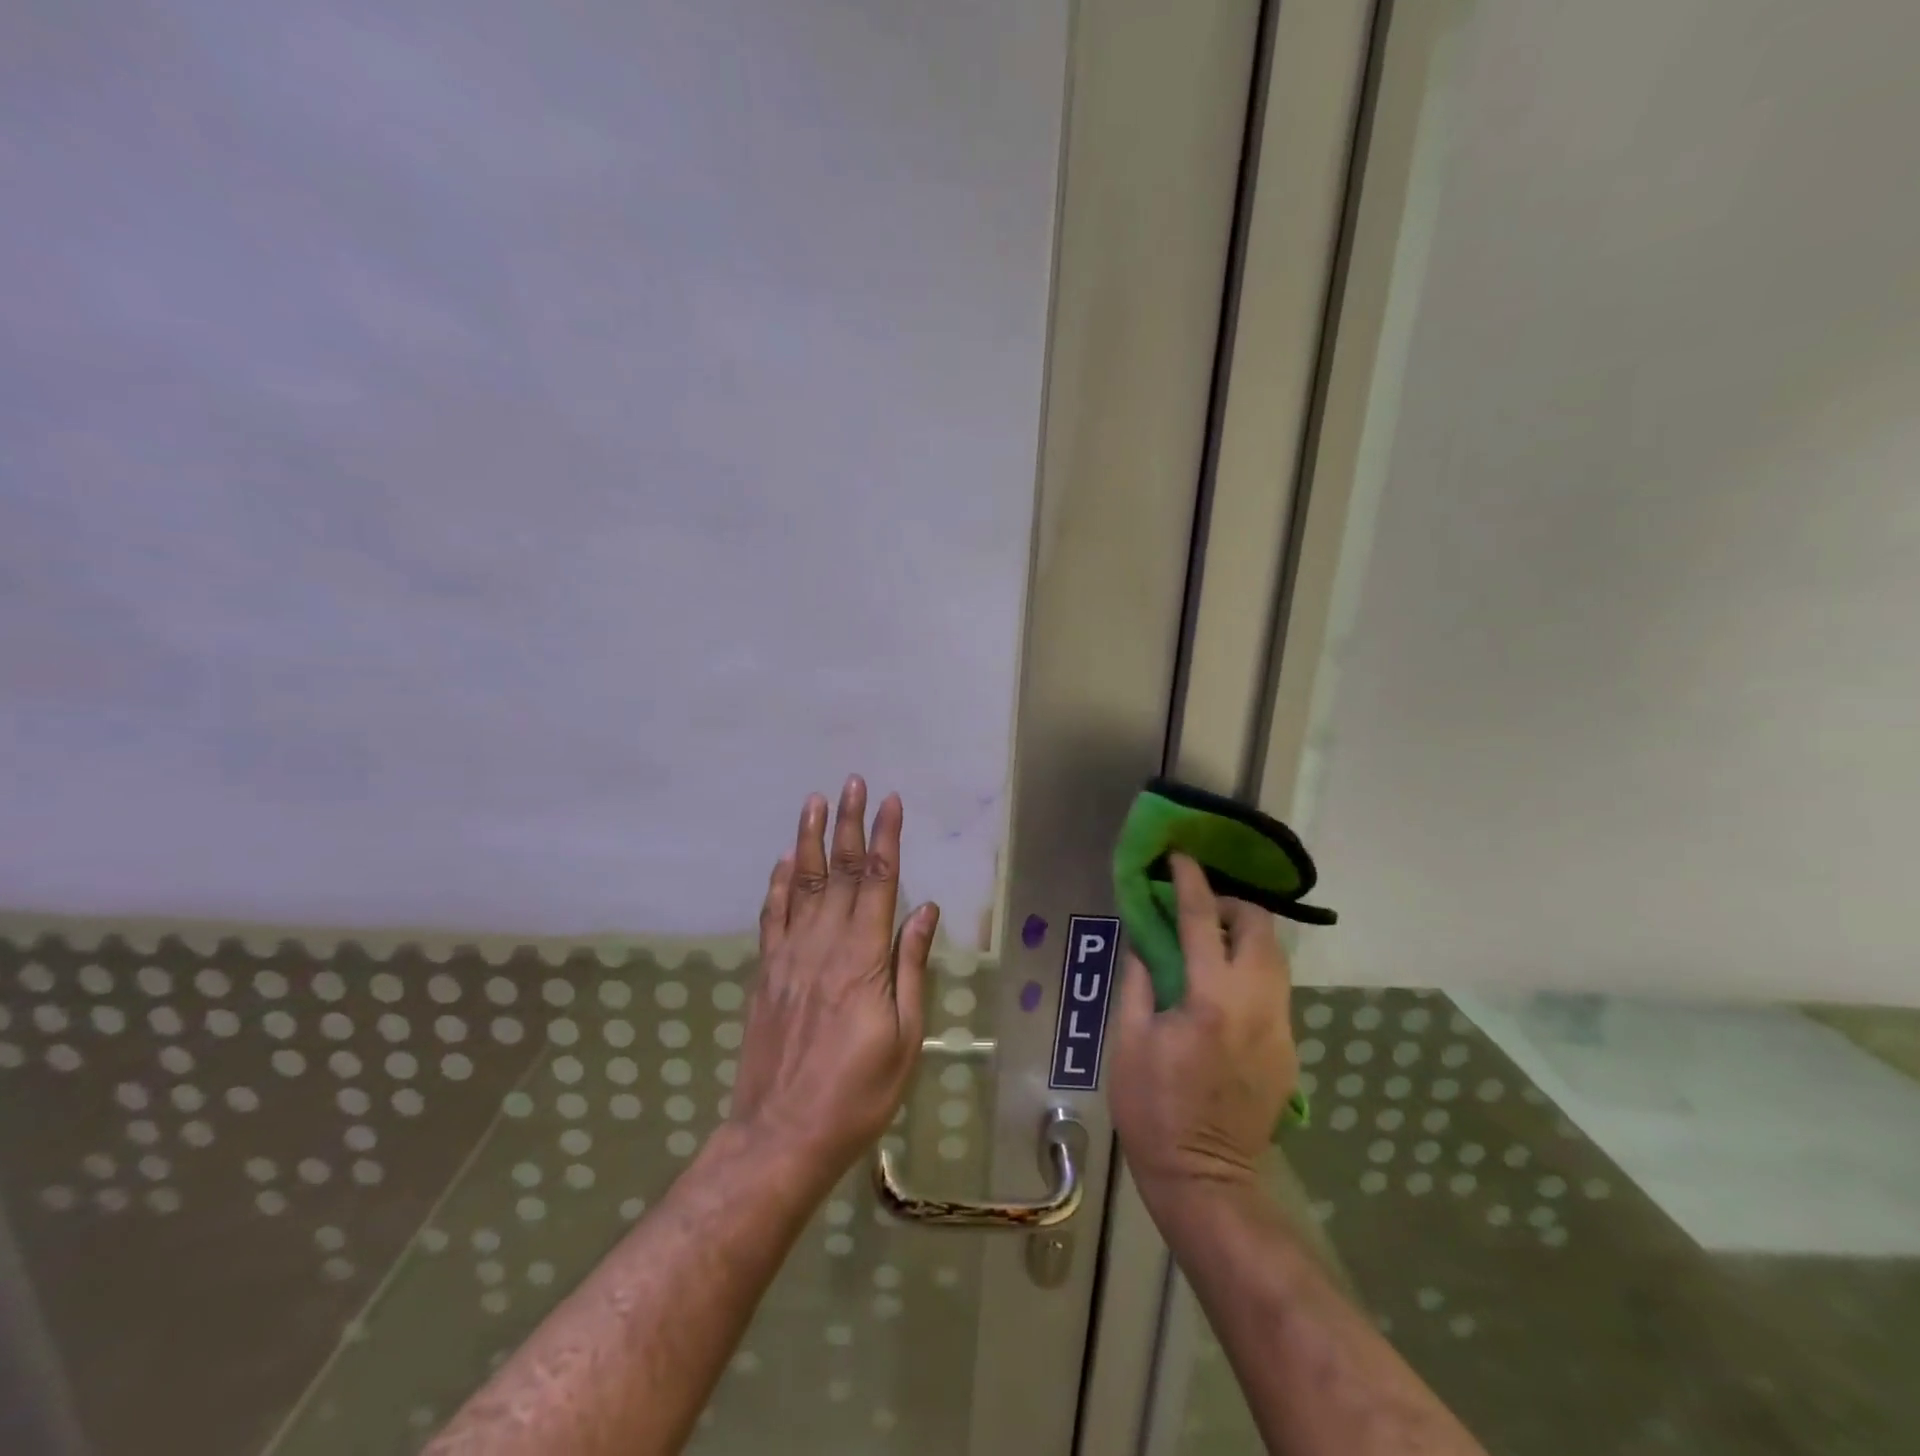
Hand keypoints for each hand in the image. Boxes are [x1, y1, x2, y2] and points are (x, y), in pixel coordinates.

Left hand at [728, 776, 939, 1182]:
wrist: (781, 1136)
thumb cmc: (857, 1093)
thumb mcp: (905, 1038)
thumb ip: (911, 967)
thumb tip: (925, 911)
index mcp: (863, 959)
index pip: (878, 882)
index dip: (885, 838)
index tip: (890, 801)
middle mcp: (824, 945)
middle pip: (838, 871)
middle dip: (848, 823)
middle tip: (852, 782)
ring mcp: (789, 956)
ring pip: (800, 883)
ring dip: (808, 839)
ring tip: (814, 801)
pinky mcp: (766, 973)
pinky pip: (772, 917)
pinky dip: (777, 884)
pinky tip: (782, 861)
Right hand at [1108, 853, 1297, 1205]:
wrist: (1206, 1180)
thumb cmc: (1153, 1108)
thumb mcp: (1127, 1040)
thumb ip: (1139, 980)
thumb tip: (1146, 941)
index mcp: (1210, 999)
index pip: (1203, 919)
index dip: (1190, 881)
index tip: (1180, 856)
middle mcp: (1257, 1005)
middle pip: (1261, 928)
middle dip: (1232, 905)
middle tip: (1198, 909)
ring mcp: (1281, 1028)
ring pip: (1276, 958)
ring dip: (1245, 936)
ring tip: (1209, 943)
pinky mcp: (1289, 1050)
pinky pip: (1274, 990)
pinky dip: (1250, 971)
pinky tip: (1222, 991)